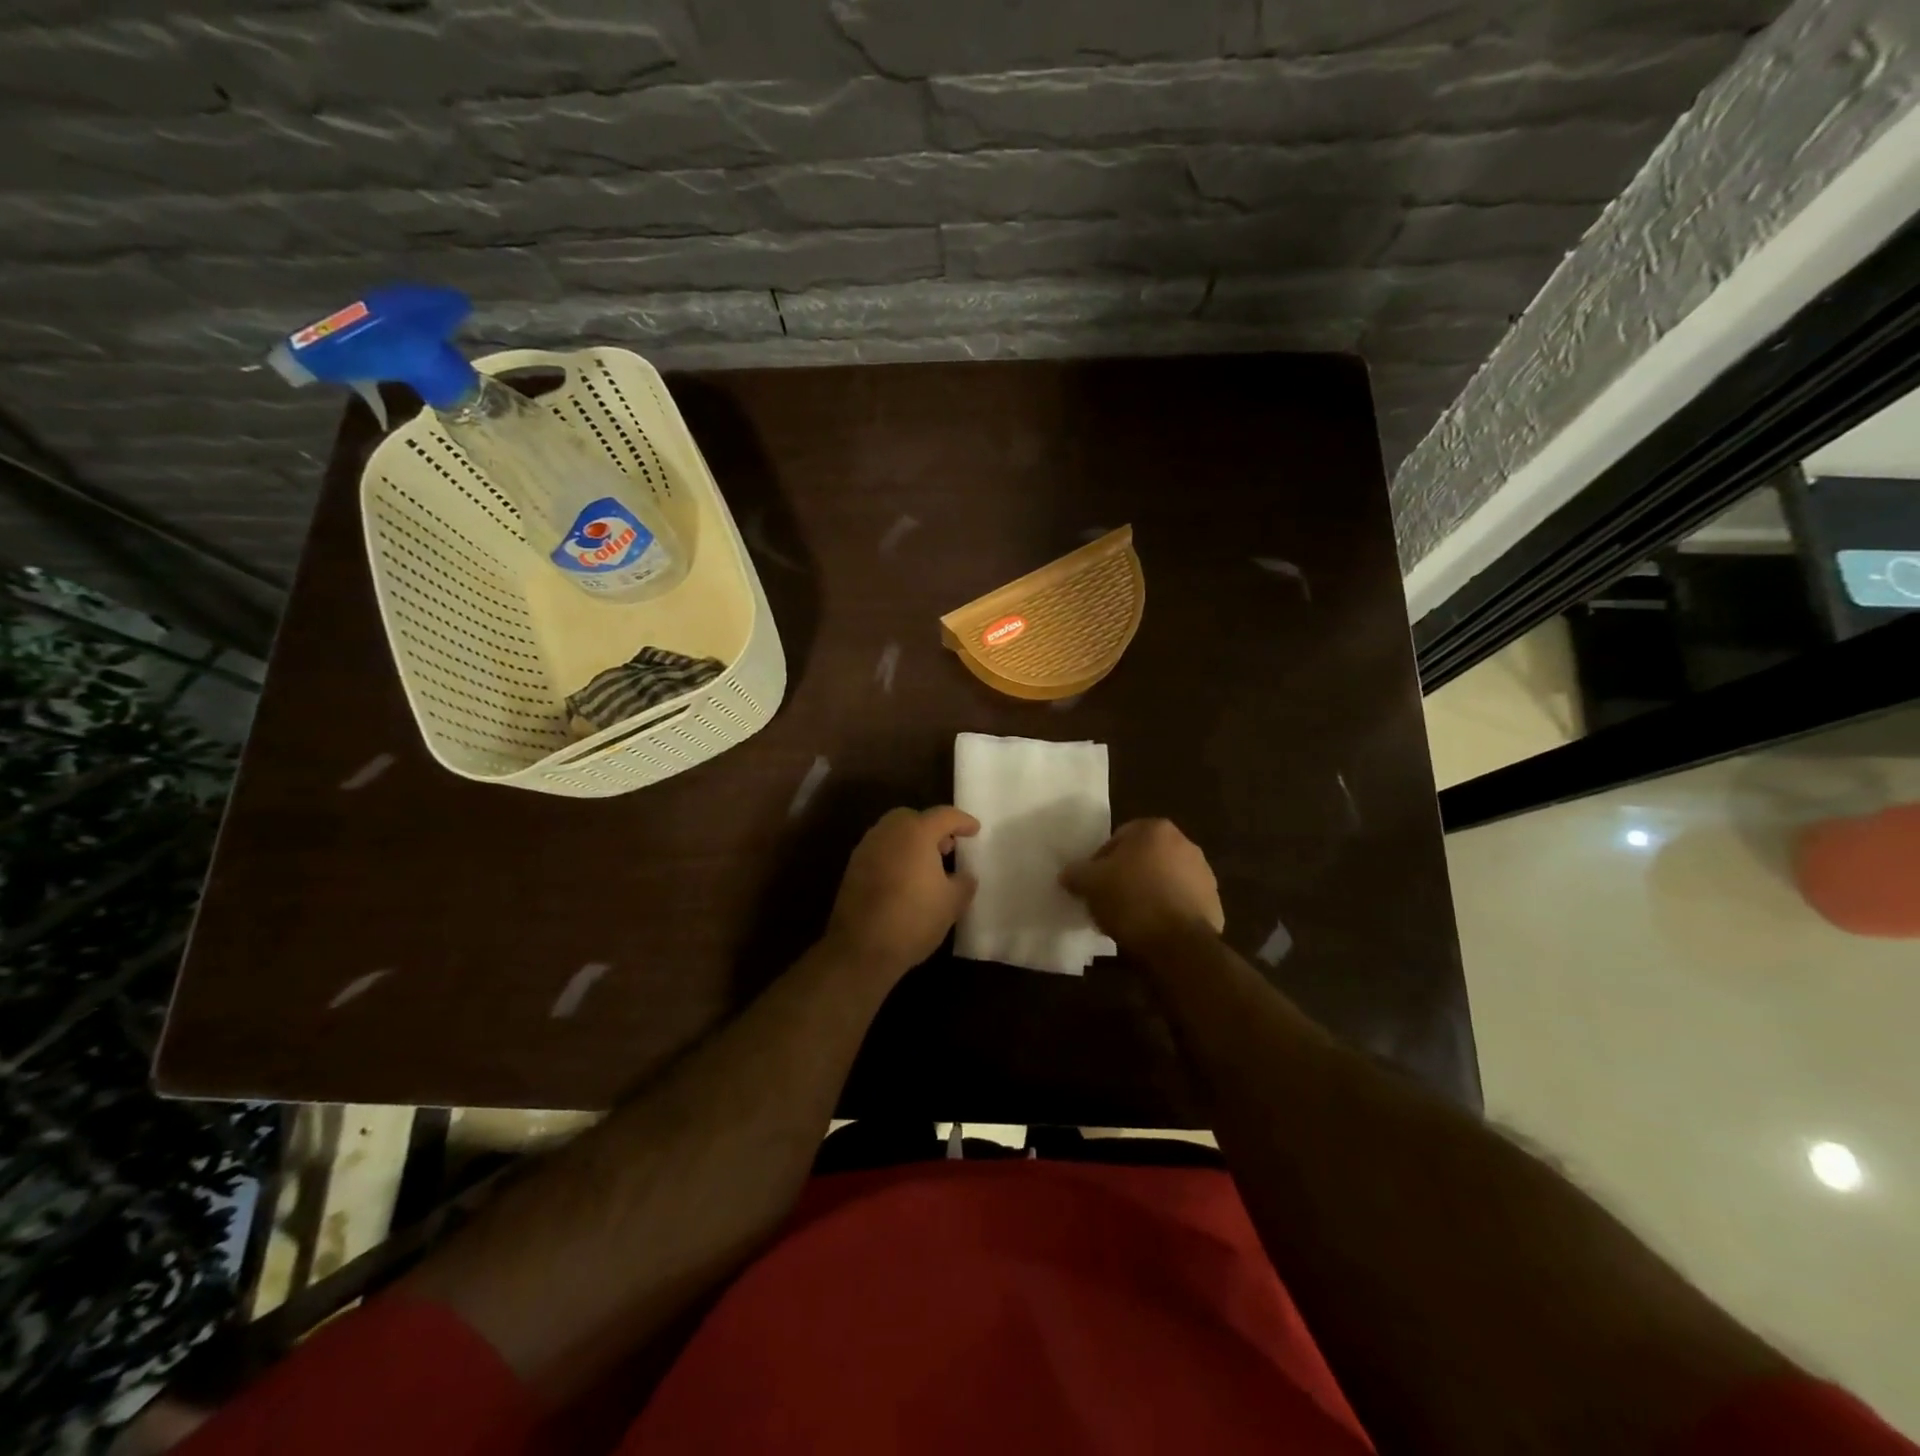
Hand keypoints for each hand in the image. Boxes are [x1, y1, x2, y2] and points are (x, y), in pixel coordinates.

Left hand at [825, 806, 978, 980]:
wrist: (861, 947)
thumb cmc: (914, 919)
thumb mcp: (952, 903)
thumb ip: (963, 883)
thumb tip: (965, 876)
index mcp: (916, 832)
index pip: (945, 816)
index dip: (963, 821)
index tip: (975, 830)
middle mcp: (888, 832)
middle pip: (913, 818)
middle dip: (932, 828)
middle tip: (948, 848)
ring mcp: (866, 848)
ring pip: (893, 833)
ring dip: (912, 842)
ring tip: (927, 865)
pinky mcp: (852, 867)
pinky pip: (880, 851)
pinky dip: (895, 856)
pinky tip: (904, 879)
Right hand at [1060, 818, 1223, 949]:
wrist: (1178, 944)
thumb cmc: (1131, 900)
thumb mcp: (1090, 884)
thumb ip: (1076, 873)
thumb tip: (1068, 874)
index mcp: (1155, 830)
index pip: (1118, 838)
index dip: (1101, 861)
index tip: (1093, 884)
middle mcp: (1185, 844)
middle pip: (1144, 858)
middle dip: (1127, 875)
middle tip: (1109, 900)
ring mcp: (1203, 874)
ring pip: (1163, 880)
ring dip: (1148, 893)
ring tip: (1129, 919)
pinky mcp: (1214, 904)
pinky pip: (1180, 904)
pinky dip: (1166, 912)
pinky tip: (1151, 931)